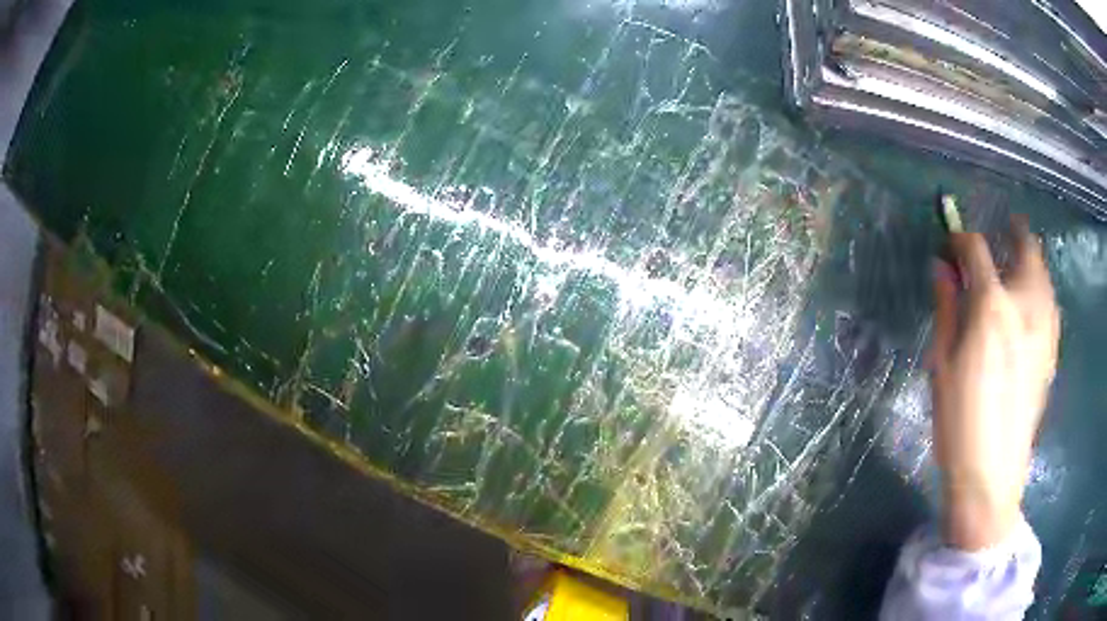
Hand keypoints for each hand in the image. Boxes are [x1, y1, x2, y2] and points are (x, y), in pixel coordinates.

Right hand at [930, 217, 1059, 550]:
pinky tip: (1029, 307)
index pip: (975, 249)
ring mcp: (1044, 327)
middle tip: (1000, 235)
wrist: (992, 473)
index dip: (959, 240)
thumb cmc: (959, 421)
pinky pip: (1050, 302)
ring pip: (1043, 272)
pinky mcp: (1052, 349)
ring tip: (1016, 268)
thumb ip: (947, 307)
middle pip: (1025, 247)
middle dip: (1011, 233)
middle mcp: (1025, 305)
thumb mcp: (942, 364)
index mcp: (991, 306)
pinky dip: (1039, 290)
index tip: (950, 246)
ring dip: (1029, 260)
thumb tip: (942, 267)